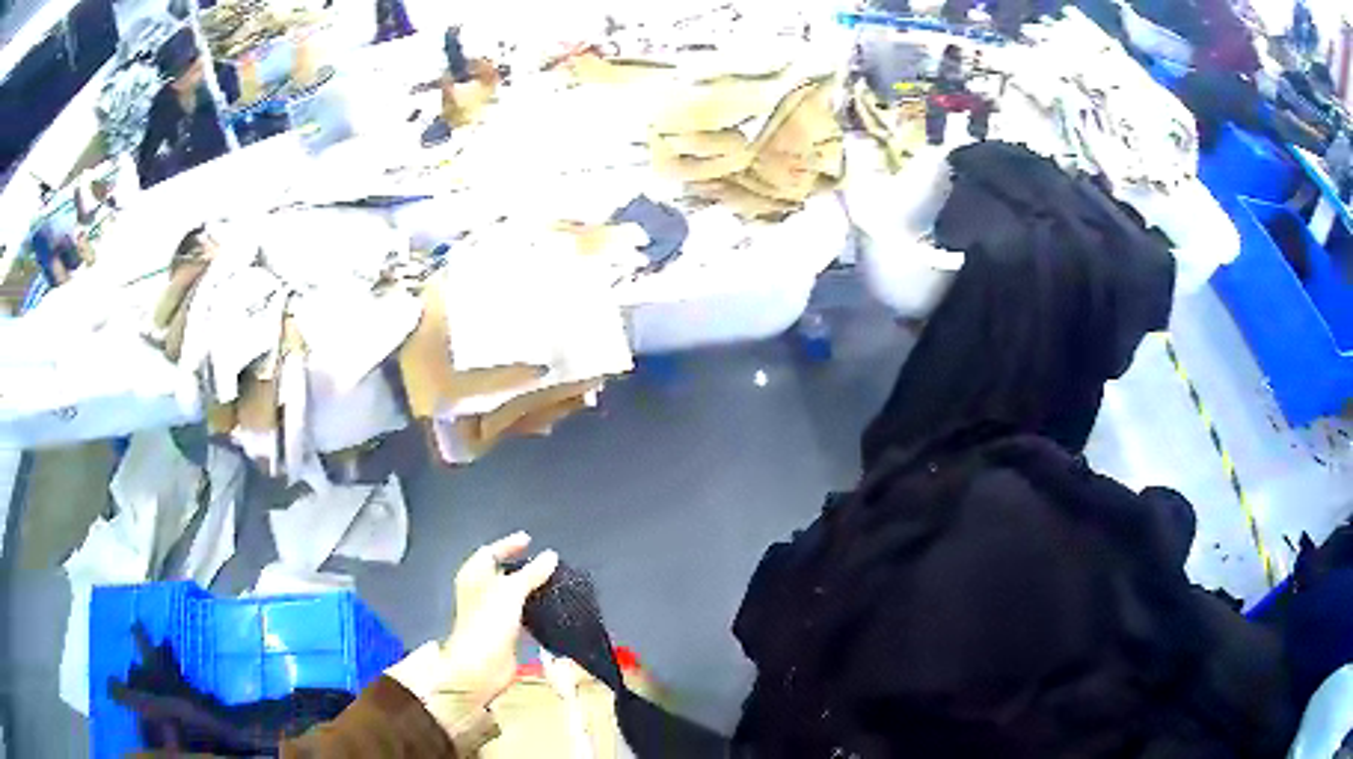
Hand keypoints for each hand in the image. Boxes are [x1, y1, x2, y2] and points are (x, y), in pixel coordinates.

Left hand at [443, 531, 557, 705]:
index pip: (490, 552)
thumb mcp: (511, 591)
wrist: (481, 666)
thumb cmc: (489, 622)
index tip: (529, 540)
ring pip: (513, 594)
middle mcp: (480, 591)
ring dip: (530, 589)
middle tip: (546, 563)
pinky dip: (534, 610)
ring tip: (553, 583)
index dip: (508, 545)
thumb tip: (551, 555)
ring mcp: (491, 613)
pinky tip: (551, 610)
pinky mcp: (504, 632)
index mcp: (474, 575)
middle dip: (522, 567)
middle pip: (502, 573)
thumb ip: (531, 573)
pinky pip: (521, 614)